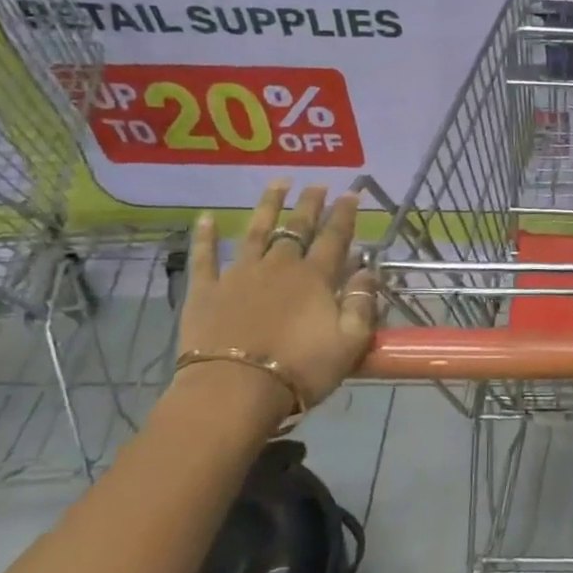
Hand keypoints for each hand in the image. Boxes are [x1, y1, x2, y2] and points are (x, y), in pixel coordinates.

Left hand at [173, 181, 377, 423]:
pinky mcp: (206, 291)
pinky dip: (205, 237)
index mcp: (316, 278)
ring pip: (256, 231)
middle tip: (318, 184)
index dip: (345, 214)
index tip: (352, 193)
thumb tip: (368, 270)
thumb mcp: (350, 342)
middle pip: (297, 228)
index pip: (335, 238)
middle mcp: (279, 266)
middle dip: (310, 204)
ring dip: (268, 205)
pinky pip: (204, 257)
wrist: (234, 390)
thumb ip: (362, 303)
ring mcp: (240, 275)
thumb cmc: (300, 369)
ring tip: (277, 183)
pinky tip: (206, 217)